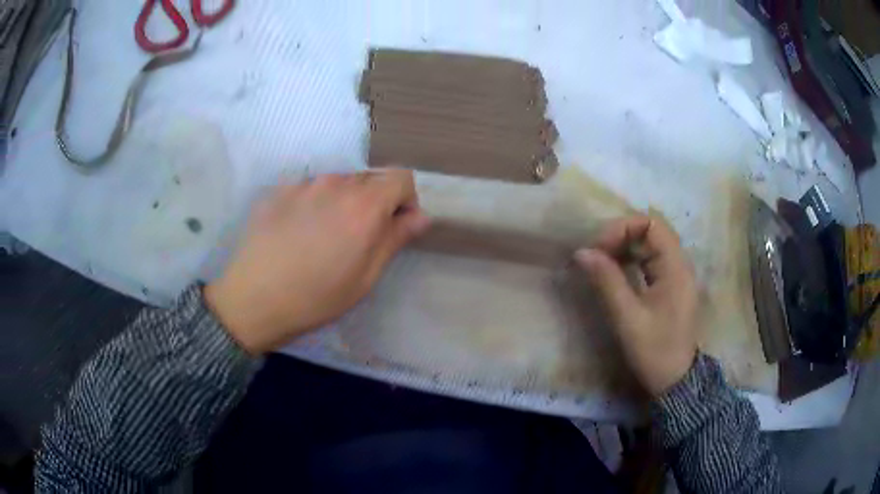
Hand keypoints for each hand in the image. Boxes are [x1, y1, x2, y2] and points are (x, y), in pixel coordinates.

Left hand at [205, 170, 430, 354]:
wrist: (253, 299)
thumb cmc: (316, 297)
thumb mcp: (365, 277)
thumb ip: (395, 239)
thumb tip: (420, 216)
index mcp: (364, 205)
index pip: (401, 178)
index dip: (405, 200)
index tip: (395, 226)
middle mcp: (336, 184)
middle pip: (369, 179)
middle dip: (374, 202)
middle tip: (358, 238)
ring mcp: (304, 183)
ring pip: (338, 182)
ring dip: (343, 202)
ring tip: (324, 237)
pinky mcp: (279, 189)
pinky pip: (309, 188)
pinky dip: (314, 203)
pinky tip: (297, 233)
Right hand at [574, 215, 698, 396]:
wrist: (675, 381)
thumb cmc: (655, 351)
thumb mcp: (628, 318)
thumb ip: (607, 281)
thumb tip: (581, 252)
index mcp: (676, 267)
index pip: (652, 224)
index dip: (623, 228)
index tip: (599, 248)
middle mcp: (680, 264)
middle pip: (651, 230)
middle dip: (621, 236)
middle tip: (596, 256)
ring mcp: (676, 275)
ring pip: (650, 245)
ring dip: (625, 248)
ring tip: (601, 263)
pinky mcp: (670, 286)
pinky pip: (651, 261)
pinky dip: (631, 261)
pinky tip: (616, 273)